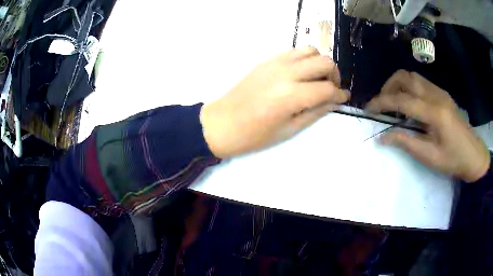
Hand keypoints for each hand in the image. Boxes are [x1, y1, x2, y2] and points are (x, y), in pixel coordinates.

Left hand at [200, 47, 349, 157]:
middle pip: (324, 61)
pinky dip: (304, 58)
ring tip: (317, 78)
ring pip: (310, 50)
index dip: (340, 94)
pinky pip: (293, 51)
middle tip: (331, 88)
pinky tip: (301, 72)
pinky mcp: (267, 60)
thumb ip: (315, 112)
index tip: (344, 98)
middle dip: (334, 75)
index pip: (328, 88)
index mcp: (292, 95)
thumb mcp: (289, 130)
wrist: (222, 123)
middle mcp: (287, 73)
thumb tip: (333, 101)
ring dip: (320, 62)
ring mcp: (276, 63)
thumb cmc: (254, 135)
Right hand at [366, 70, 489, 182]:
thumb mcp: (429, 157)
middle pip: (405, 77)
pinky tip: (410, 105)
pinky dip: (409, 88)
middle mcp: (436, 95)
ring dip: (398, 85)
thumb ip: (406, 143)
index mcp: (434, 113)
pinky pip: (420, 83)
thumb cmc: (453, 160)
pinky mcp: (442, 94)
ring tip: (394, 103)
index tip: (368, 109)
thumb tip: (382, 137)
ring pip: (412, 77)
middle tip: (382, 105)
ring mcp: (440, 92)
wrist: (473, 154)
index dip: (381, 102)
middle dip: (388, 87)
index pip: (402, 99)